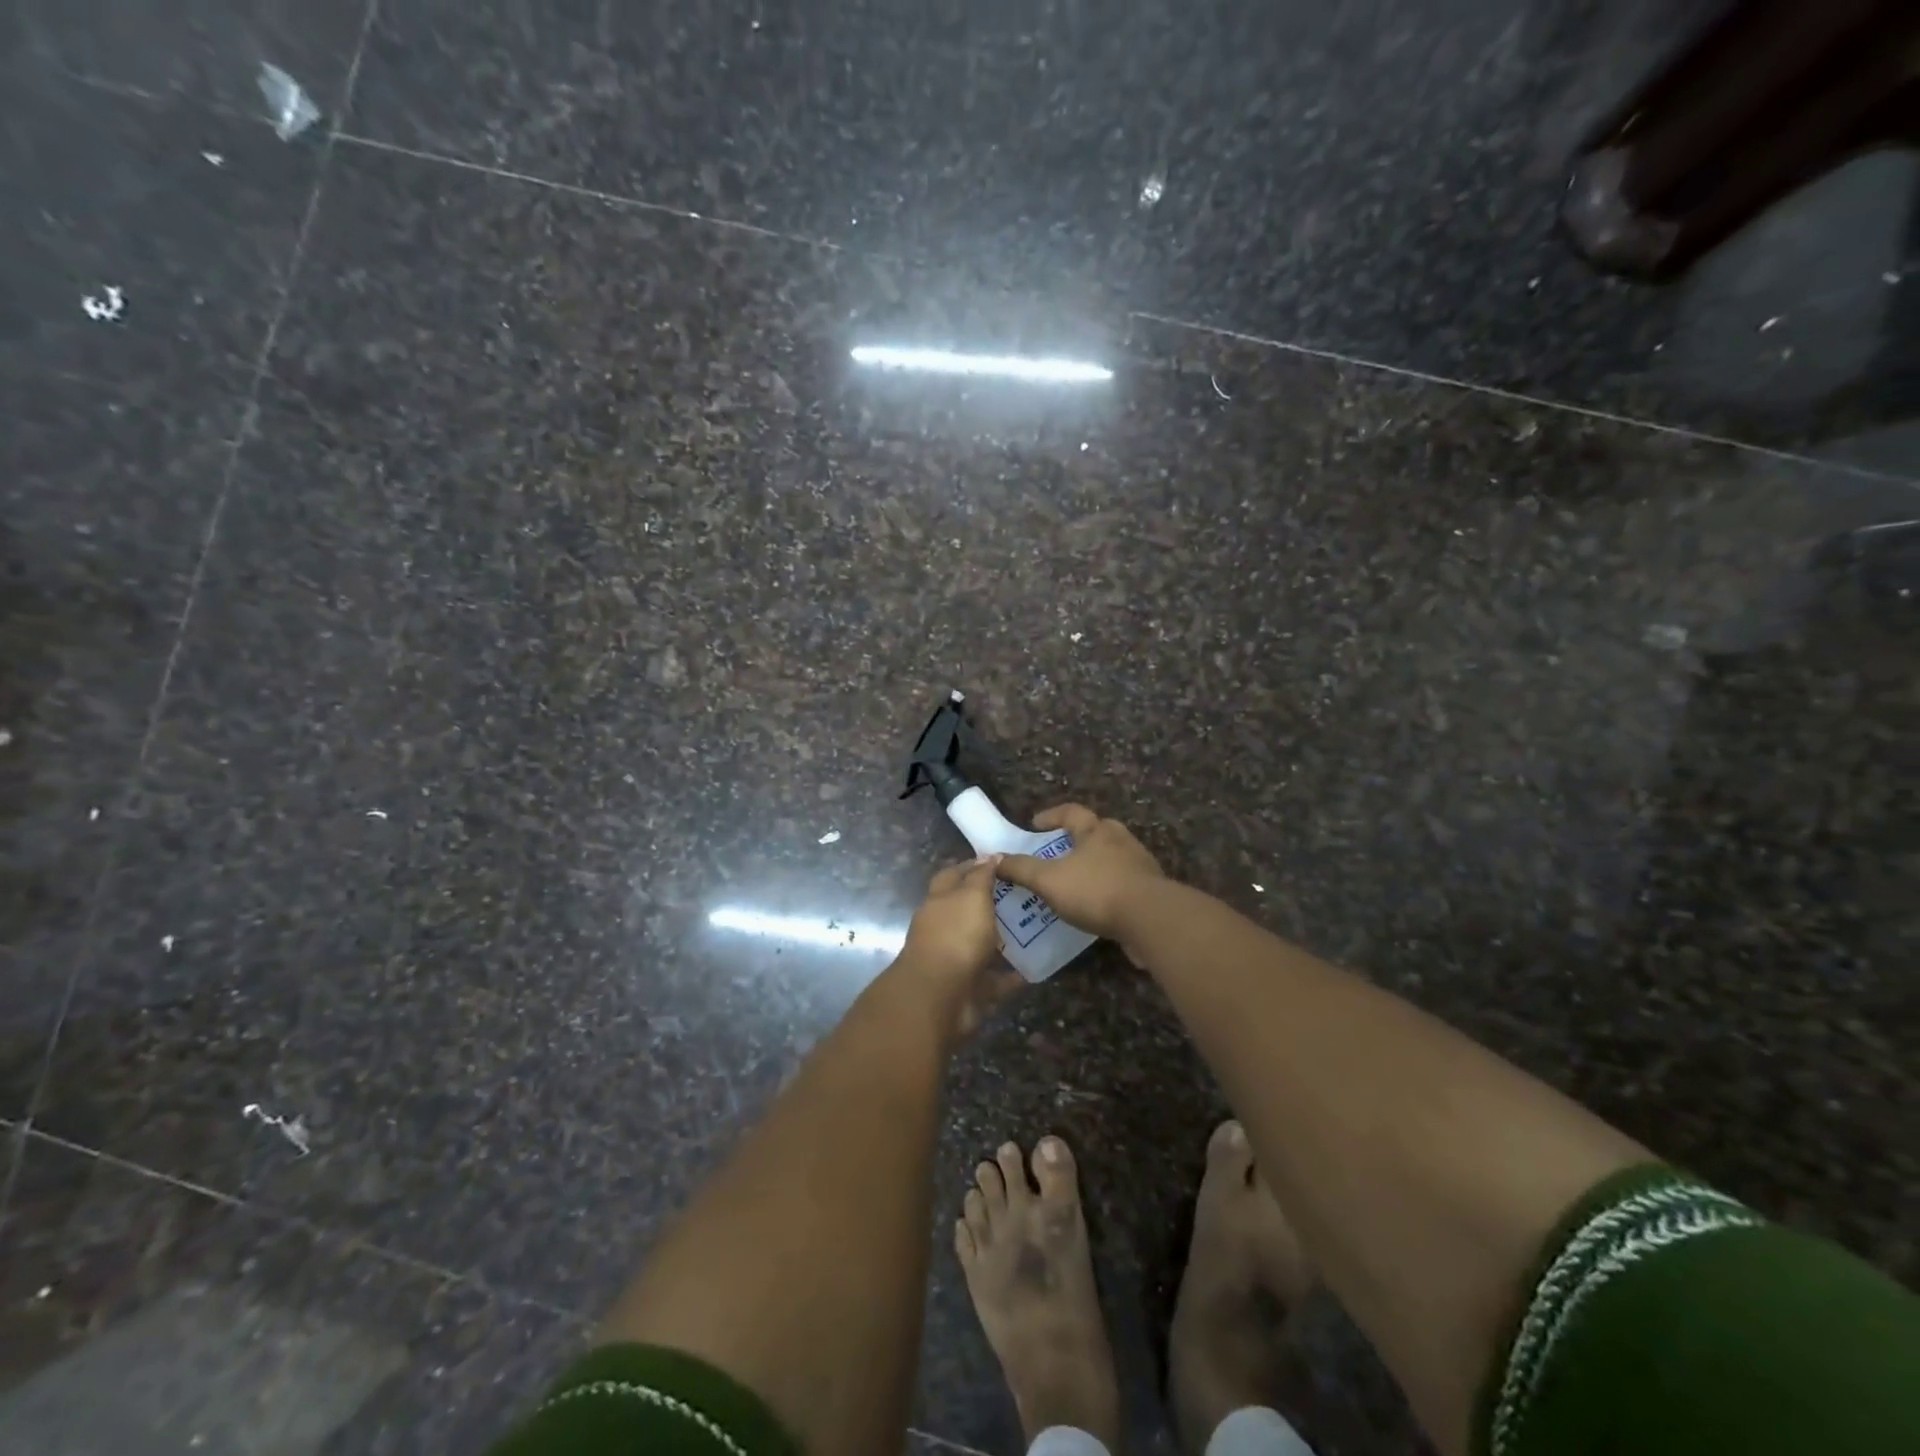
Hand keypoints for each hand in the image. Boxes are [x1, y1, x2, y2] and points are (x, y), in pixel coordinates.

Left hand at [894, 857, 1022, 1040]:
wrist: (940, 997)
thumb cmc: (956, 936)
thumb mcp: (972, 896)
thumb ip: (981, 877)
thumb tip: (989, 855)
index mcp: (939, 901)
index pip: (953, 875)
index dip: (973, 866)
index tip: (1000, 862)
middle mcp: (942, 928)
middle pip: (966, 911)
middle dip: (990, 904)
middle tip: (1024, 896)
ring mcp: (953, 960)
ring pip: (980, 945)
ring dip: (1001, 940)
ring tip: (1033, 930)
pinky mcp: (967, 989)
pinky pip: (992, 979)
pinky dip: (1009, 976)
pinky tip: (1033, 969)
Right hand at [995, 804, 1163, 947]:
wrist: (1150, 919)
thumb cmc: (1096, 890)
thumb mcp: (1049, 880)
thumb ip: (1021, 869)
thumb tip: (994, 859)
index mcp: (1096, 831)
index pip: (1071, 812)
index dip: (1051, 815)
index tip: (1035, 824)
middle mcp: (1120, 840)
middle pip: (1097, 830)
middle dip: (1077, 839)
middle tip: (1059, 852)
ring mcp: (1140, 864)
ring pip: (1113, 857)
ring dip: (1094, 865)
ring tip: (1076, 882)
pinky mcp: (1152, 890)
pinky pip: (1124, 882)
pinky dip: (1109, 888)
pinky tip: (1098, 906)